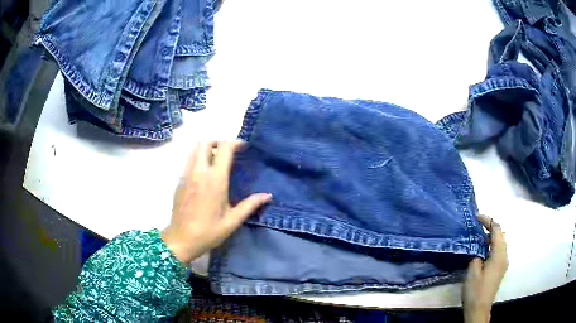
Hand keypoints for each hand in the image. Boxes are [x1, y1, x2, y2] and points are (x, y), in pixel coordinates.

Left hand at [162, 141, 271, 262]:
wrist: (180, 240)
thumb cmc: (208, 232)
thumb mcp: (232, 221)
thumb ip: (250, 205)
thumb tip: (268, 196)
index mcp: (215, 180)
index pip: (224, 149)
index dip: (235, 143)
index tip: (243, 147)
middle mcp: (199, 172)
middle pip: (205, 142)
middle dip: (218, 142)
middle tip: (228, 153)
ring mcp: (186, 175)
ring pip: (194, 149)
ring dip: (206, 149)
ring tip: (216, 161)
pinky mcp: (179, 181)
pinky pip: (188, 161)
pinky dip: (197, 160)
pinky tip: (204, 176)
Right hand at [463, 214, 507, 322]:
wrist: (479, 308)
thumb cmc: (476, 290)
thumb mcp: (473, 271)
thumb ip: (476, 255)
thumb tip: (478, 249)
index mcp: (499, 255)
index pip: (497, 230)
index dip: (488, 221)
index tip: (477, 217)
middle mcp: (504, 256)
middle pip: (500, 235)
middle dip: (490, 227)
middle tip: (477, 225)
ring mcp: (503, 262)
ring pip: (500, 242)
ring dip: (491, 236)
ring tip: (479, 235)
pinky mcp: (500, 268)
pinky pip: (498, 250)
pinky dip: (491, 245)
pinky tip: (482, 249)